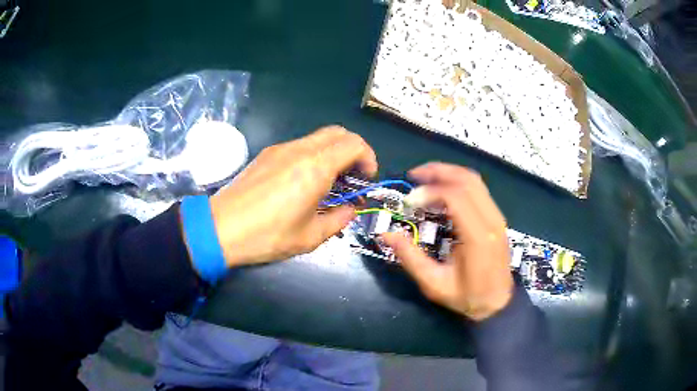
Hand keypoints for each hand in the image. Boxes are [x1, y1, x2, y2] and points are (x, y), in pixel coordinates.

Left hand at [209, 126, 377, 267]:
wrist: (220, 228)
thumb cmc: (267, 235)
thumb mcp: (311, 237)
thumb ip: (339, 219)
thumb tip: (349, 209)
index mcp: (315, 168)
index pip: (354, 144)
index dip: (369, 158)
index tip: (367, 179)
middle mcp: (299, 150)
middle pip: (338, 133)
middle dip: (354, 151)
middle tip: (352, 177)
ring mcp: (280, 149)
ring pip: (318, 137)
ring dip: (332, 153)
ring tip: (329, 182)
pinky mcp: (266, 154)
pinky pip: (299, 145)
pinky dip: (313, 156)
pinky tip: (304, 182)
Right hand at [381, 163, 513, 320]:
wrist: (497, 303)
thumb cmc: (467, 297)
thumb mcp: (434, 284)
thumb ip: (410, 257)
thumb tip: (386, 233)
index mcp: (478, 237)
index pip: (456, 197)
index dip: (430, 191)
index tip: (410, 200)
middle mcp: (492, 220)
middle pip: (467, 180)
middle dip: (438, 171)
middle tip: (413, 175)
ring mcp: (497, 216)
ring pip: (474, 180)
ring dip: (448, 173)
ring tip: (425, 178)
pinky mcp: (497, 217)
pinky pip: (478, 189)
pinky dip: (458, 182)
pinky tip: (443, 189)